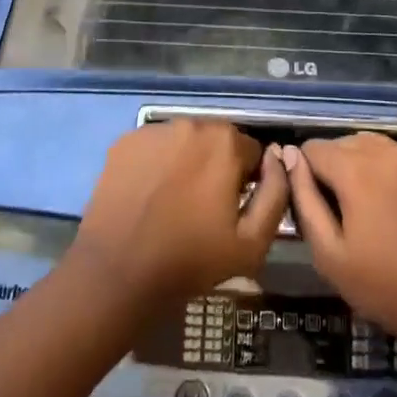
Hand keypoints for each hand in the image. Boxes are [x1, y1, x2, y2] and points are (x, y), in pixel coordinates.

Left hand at [71, 120, 289, 303]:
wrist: (118, 273)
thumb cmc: (190, 260)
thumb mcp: (252, 242)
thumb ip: (276, 194)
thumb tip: (278, 159)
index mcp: (224, 142)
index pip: (251, 153)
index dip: (247, 182)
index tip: (232, 209)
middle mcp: (190, 123)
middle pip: (216, 141)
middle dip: (217, 167)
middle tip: (204, 208)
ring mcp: (154, 130)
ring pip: (184, 142)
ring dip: (186, 162)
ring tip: (174, 202)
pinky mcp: (125, 142)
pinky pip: (153, 147)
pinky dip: (156, 164)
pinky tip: (149, 196)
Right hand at [282, 134, 396, 366]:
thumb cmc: (388, 287)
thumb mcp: (331, 254)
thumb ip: (304, 199)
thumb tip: (290, 158)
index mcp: (355, 167)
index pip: (312, 148)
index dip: (304, 175)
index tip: (312, 206)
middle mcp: (385, 150)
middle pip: (342, 143)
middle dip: (332, 169)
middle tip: (338, 213)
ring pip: (371, 146)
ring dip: (359, 167)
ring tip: (364, 209)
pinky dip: (387, 173)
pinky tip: (394, 209)